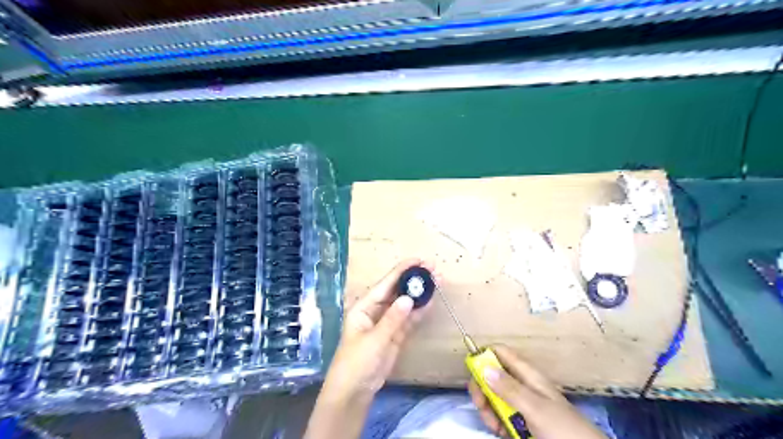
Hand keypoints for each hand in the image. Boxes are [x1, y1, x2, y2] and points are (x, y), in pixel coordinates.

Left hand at [321, 257, 437, 400]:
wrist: (354, 392)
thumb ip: (392, 320)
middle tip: (433, 269)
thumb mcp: (373, 340)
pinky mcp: (395, 335)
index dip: (402, 271)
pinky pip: (409, 320)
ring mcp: (387, 323)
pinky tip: (431, 301)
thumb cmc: (356, 363)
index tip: (419, 260)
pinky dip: (419, 311)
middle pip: (397, 291)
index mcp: (364, 306)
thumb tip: (409, 298)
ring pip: (405, 304)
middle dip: (414, 280)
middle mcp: (375, 310)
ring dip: (420, 294)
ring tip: (437, 282)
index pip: (385, 284)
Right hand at [468, 346, 607, 438]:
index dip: (485, 355)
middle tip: (480, 404)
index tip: (472, 370)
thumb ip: (509, 388)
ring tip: (493, 424)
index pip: (501, 353)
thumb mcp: (535, 407)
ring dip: (488, 408)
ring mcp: (521, 403)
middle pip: (492, 375)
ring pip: (494, 396)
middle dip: (482, 387)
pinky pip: (500, 414)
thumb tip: (484, 367)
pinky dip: (495, 421)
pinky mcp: (521, 421)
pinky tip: (499, 431)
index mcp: (527, 374)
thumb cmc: (562, 428)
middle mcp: (522, 385)